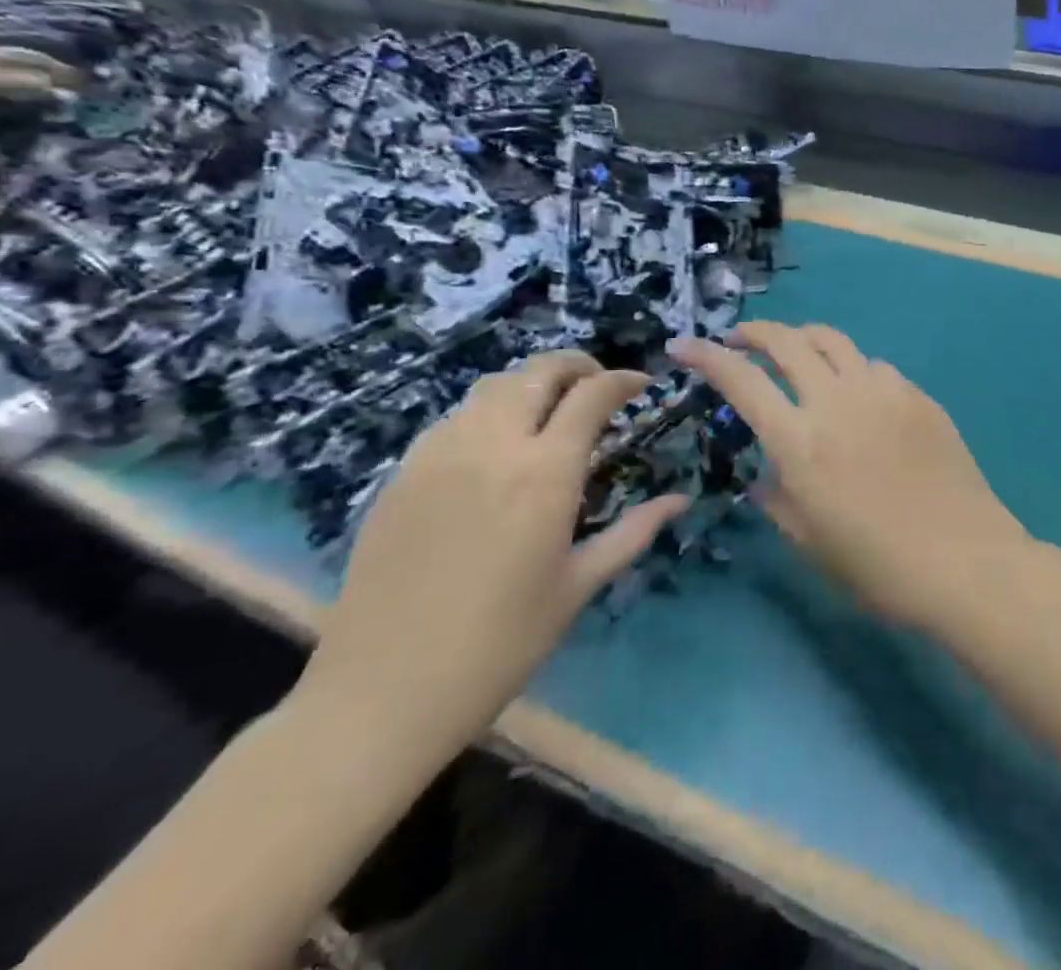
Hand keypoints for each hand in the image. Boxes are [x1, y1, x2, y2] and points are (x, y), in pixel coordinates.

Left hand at [298, 352, 688, 761]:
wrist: (380, 694)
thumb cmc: (498, 646)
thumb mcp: (577, 587)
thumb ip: (633, 532)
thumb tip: (680, 499)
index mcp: (545, 473)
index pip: (592, 395)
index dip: (623, 380)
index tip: (642, 385)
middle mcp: (493, 446)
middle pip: (539, 372)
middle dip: (577, 366)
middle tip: (598, 386)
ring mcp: (440, 454)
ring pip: (493, 386)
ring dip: (531, 384)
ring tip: (549, 410)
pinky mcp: (403, 473)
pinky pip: (455, 417)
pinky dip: (488, 411)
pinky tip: (495, 447)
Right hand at [669, 323, 1034, 633]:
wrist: (965, 561)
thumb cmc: (879, 566)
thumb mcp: (811, 543)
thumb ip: (778, 500)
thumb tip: (766, 478)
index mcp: (801, 442)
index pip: (742, 381)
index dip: (707, 357)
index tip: (684, 346)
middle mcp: (838, 401)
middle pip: (788, 342)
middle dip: (755, 332)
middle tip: (741, 340)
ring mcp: (883, 392)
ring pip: (834, 340)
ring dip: (804, 340)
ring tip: (796, 355)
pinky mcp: (918, 395)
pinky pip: (875, 366)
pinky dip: (852, 369)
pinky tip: (857, 395)